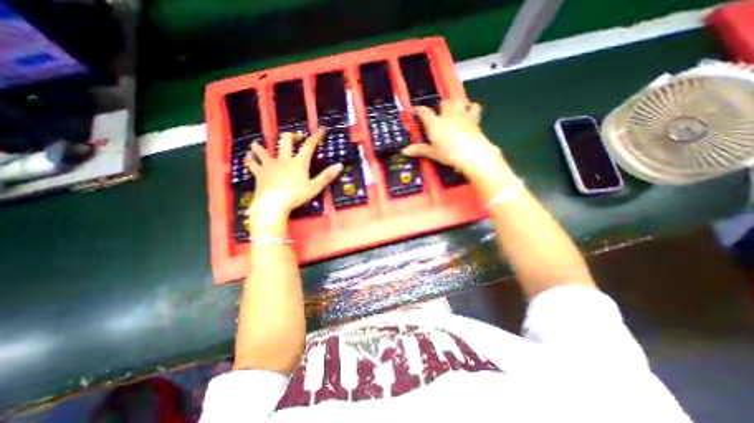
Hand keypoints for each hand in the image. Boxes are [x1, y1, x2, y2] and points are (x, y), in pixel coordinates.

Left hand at [247, 132, 343, 223]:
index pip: (309, 146)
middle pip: (285, 141)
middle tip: (294, 136)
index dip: (316, 137)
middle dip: (290, 136)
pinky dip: (249, 160)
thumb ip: (327, 176)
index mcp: (299, 162)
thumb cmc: (295, 196)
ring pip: (263, 150)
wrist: (272, 204)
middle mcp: (284, 159)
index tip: (322, 130)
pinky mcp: (259, 172)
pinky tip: (247, 157)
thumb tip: (340, 165)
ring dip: (262, 146)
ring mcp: (270, 165)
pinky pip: (252, 164)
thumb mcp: (314, 187)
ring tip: (258, 144)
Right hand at [404, 99, 502, 178]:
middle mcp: (447, 115)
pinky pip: (474, 106)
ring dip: (455, 102)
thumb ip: (419, 150)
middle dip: (440, 105)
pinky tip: (470, 110)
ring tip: (454, 108)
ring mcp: (461, 114)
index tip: (415, 110)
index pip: (424, 112)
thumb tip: (404, 151)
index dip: (418, 109)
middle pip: (442, 103)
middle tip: (438, 112)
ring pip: (458, 100)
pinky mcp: (474, 118)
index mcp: (434, 123)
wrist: (471, 152)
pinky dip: (472, 107)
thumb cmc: (448, 153)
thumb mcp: (432, 153)